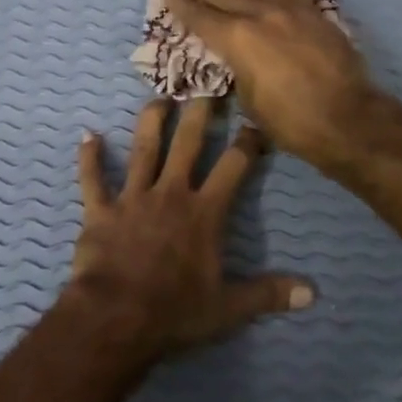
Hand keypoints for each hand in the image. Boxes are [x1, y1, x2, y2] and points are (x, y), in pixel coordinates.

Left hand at [64, 98, 313, 359]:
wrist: (116, 318)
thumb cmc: (175, 312)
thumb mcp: (229, 308)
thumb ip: (269, 294)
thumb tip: (313, 293)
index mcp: (204, 212)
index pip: (233, 166)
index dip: (248, 142)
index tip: (256, 122)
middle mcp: (170, 193)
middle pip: (187, 143)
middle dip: (199, 112)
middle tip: (206, 83)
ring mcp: (132, 198)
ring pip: (143, 149)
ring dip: (150, 121)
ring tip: (158, 97)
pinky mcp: (100, 210)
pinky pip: (92, 179)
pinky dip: (89, 158)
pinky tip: (88, 135)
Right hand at [164, 0, 380, 170]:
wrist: (348, 118)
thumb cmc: (291, 121)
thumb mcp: (249, 100)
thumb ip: (239, 70)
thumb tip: (238, 59)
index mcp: (237, 40)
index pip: (201, 18)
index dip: (182, 6)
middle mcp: (260, 16)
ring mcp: (289, 11)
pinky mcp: (313, 13)